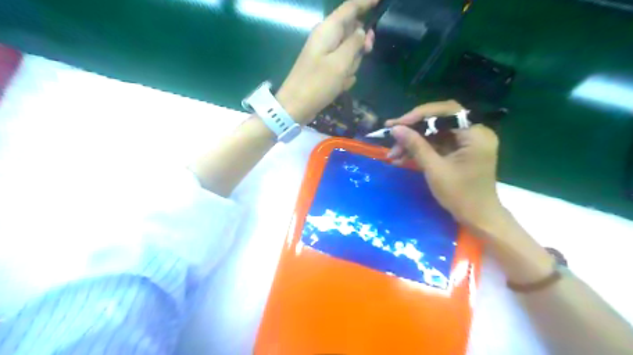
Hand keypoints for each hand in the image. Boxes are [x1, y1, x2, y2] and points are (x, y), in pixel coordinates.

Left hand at [276, 0, 373, 123]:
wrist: (296, 106)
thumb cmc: (317, 83)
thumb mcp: (340, 63)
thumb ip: (354, 43)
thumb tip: (362, 31)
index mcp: (328, 30)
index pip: (350, 8)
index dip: (366, 2)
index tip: (380, 0)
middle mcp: (326, 38)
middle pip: (352, 31)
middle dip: (360, 44)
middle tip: (367, 51)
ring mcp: (325, 54)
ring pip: (349, 52)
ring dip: (351, 65)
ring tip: (342, 78)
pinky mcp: (325, 68)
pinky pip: (342, 67)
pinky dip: (344, 76)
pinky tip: (338, 86)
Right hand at [386, 100, 504, 226]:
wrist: (477, 217)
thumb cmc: (460, 195)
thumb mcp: (434, 169)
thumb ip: (416, 146)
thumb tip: (395, 129)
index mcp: (476, 134)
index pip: (446, 112)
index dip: (419, 115)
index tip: (396, 125)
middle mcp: (474, 132)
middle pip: (439, 120)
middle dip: (413, 129)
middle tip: (392, 135)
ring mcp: (467, 141)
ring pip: (435, 132)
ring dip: (413, 141)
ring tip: (393, 154)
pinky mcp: (459, 150)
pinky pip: (437, 143)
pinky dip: (420, 149)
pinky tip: (402, 157)